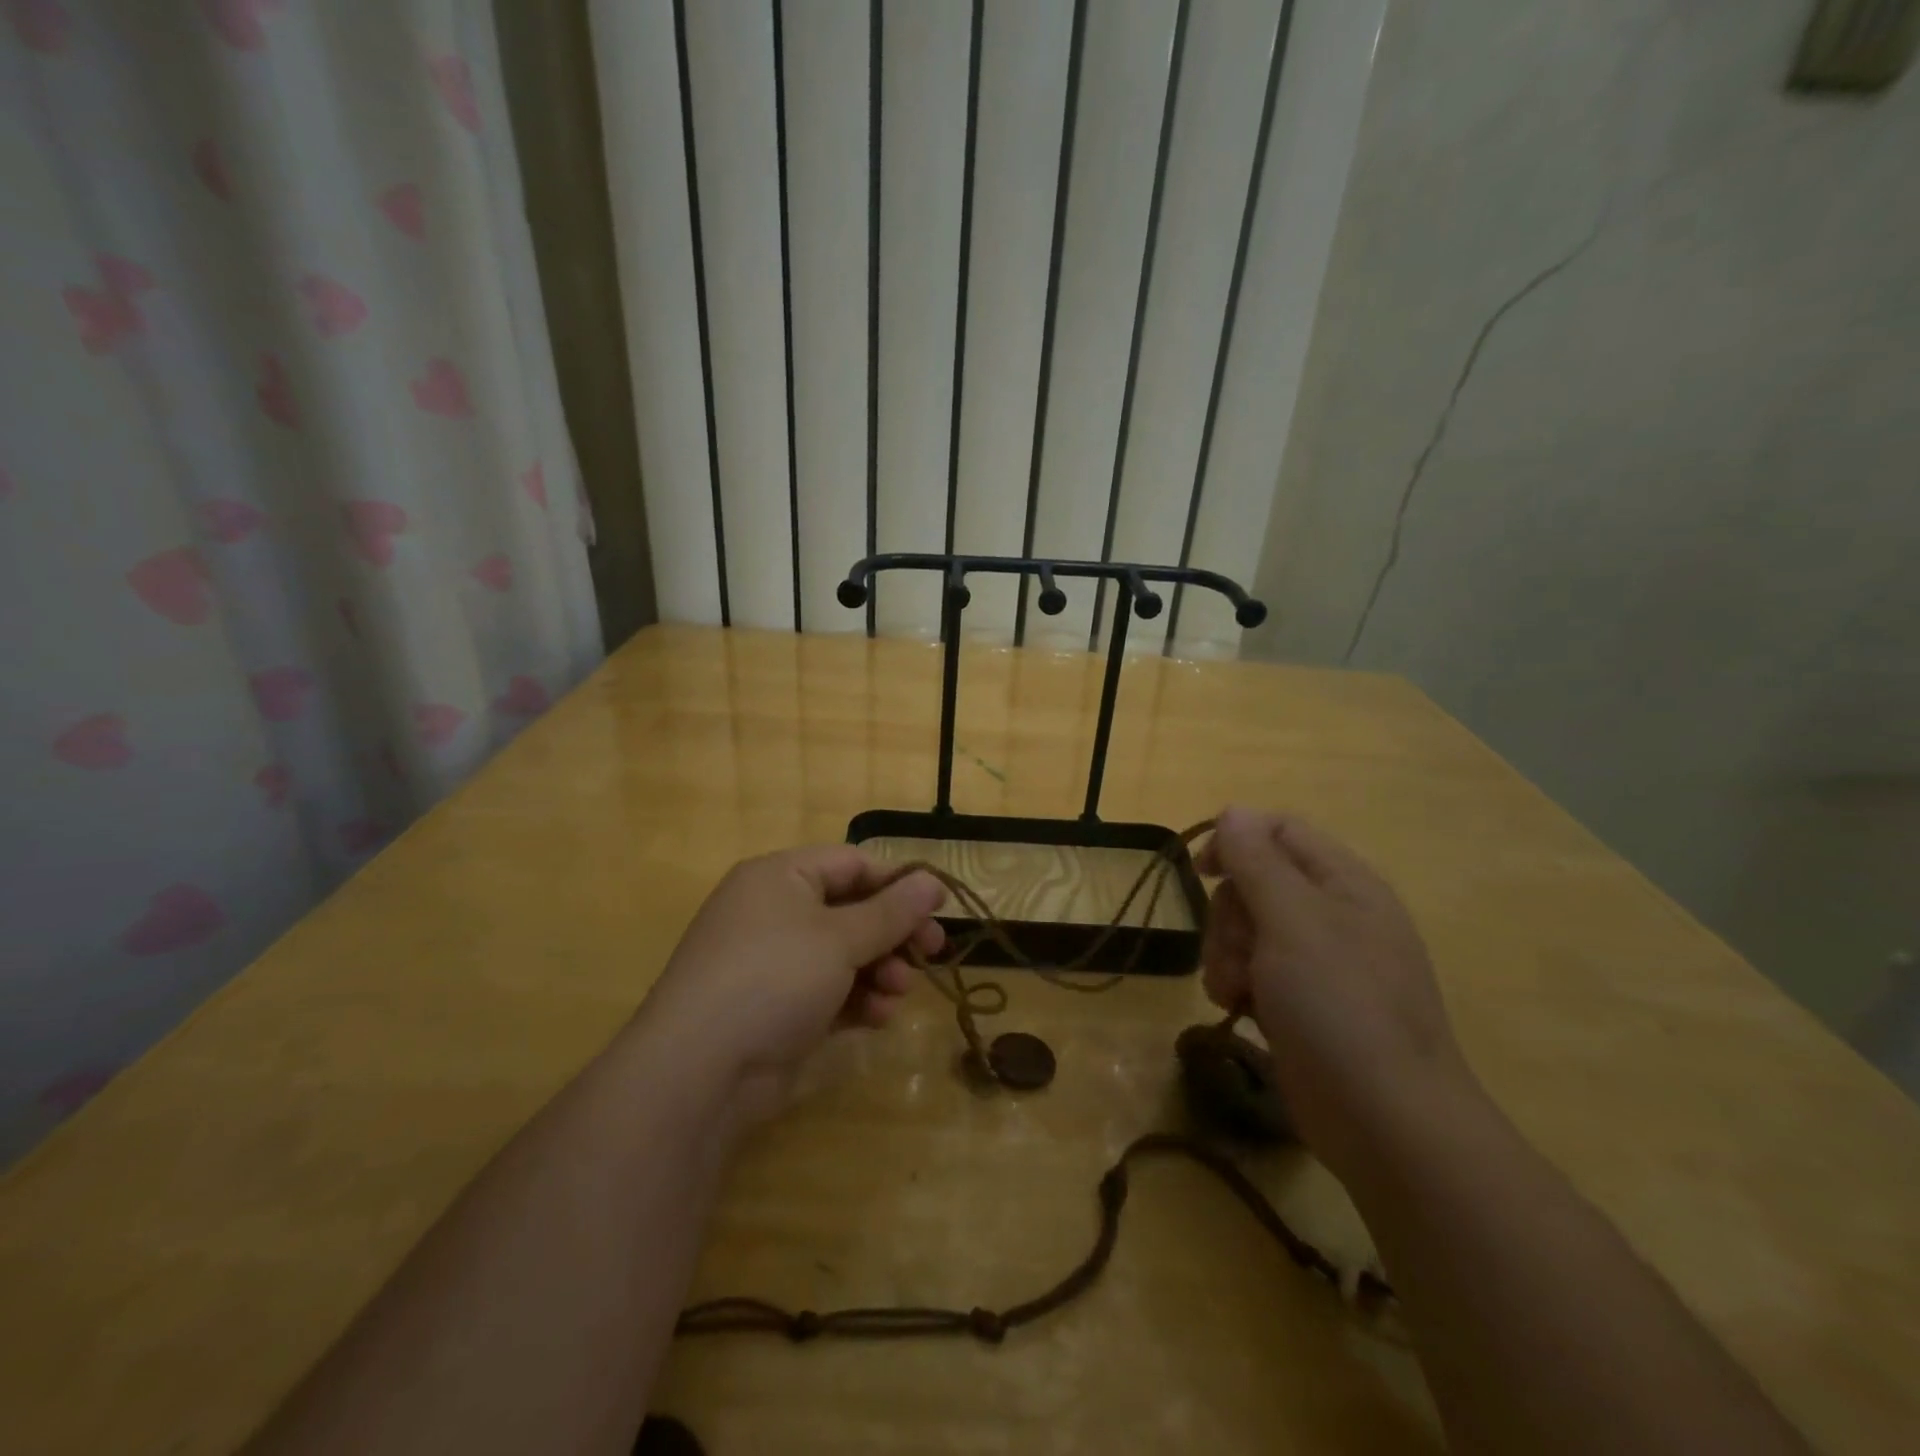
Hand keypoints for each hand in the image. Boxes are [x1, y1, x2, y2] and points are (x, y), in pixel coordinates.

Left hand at [637, 846, 945, 1125]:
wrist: (699, 1071)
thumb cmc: (774, 978)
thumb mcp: (840, 938)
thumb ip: (892, 911)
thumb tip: (933, 882)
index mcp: (781, 877)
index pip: (851, 864)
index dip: (897, 882)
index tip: (939, 907)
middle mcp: (775, 912)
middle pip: (852, 910)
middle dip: (894, 934)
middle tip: (933, 952)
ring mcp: (774, 963)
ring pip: (845, 954)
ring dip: (880, 970)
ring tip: (898, 992)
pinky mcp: (778, 1007)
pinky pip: (830, 990)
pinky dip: (857, 1000)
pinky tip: (877, 1018)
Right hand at [1198, 806, 1478, 1176]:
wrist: (1386, 1122)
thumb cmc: (1341, 1006)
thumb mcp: (1293, 921)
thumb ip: (1257, 860)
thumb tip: (1233, 811)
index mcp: (1344, 882)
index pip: (1280, 831)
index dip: (1236, 839)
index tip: (1203, 870)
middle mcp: (1333, 914)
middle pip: (1254, 882)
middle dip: (1230, 915)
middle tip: (1237, 952)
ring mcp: (1319, 962)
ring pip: (1245, 929)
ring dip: (1226, 954)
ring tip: (1235, 991)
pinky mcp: (1302, 1003)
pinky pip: (1252, 970)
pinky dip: (1236, 984)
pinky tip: (1238, 1009)